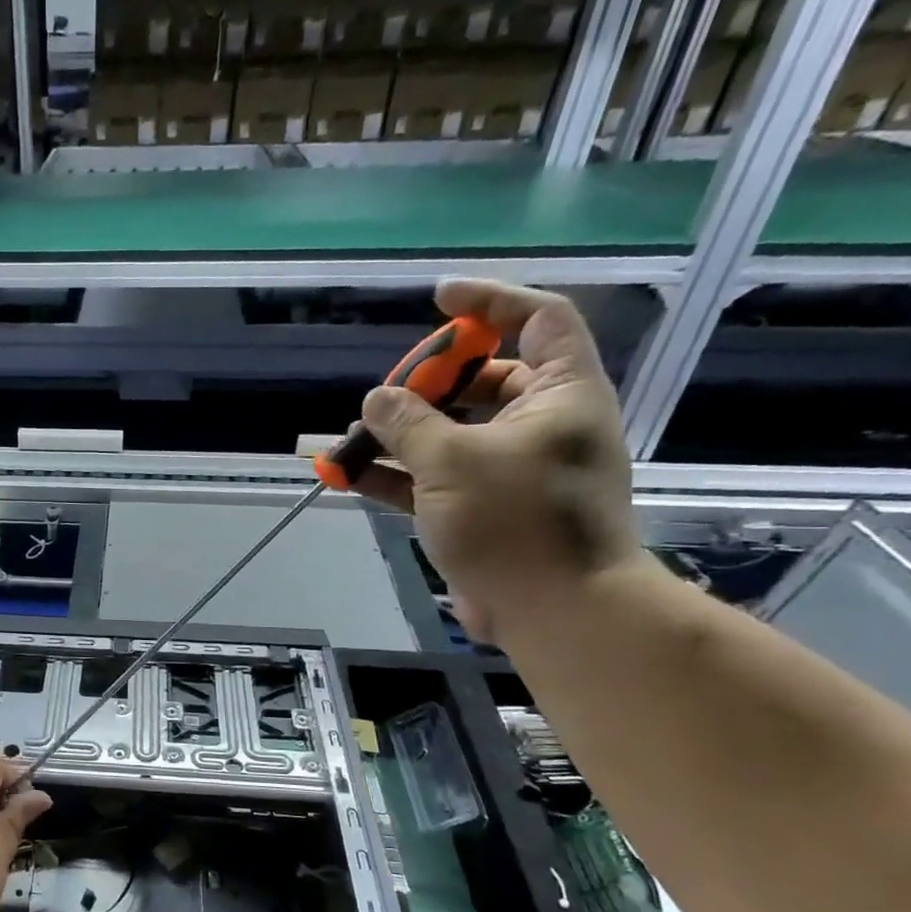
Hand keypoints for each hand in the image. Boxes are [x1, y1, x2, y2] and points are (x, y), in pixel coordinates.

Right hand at [350, 279, 646, 644]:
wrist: (555, 611)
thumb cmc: (515, 522)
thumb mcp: (452, 461)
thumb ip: (408, 423)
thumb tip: (377, 399)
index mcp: (560, 394)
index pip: (537, 320)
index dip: (488, 302)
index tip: (437, 300)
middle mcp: (542, 424)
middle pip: (485, 380)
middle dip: (427, 384)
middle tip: (384, 397)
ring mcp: (513, 469)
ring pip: (452, 434)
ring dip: (401, 435)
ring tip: (350, 440)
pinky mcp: (487, 508)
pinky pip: (437, 478)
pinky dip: (398, 475)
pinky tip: (352, 477)